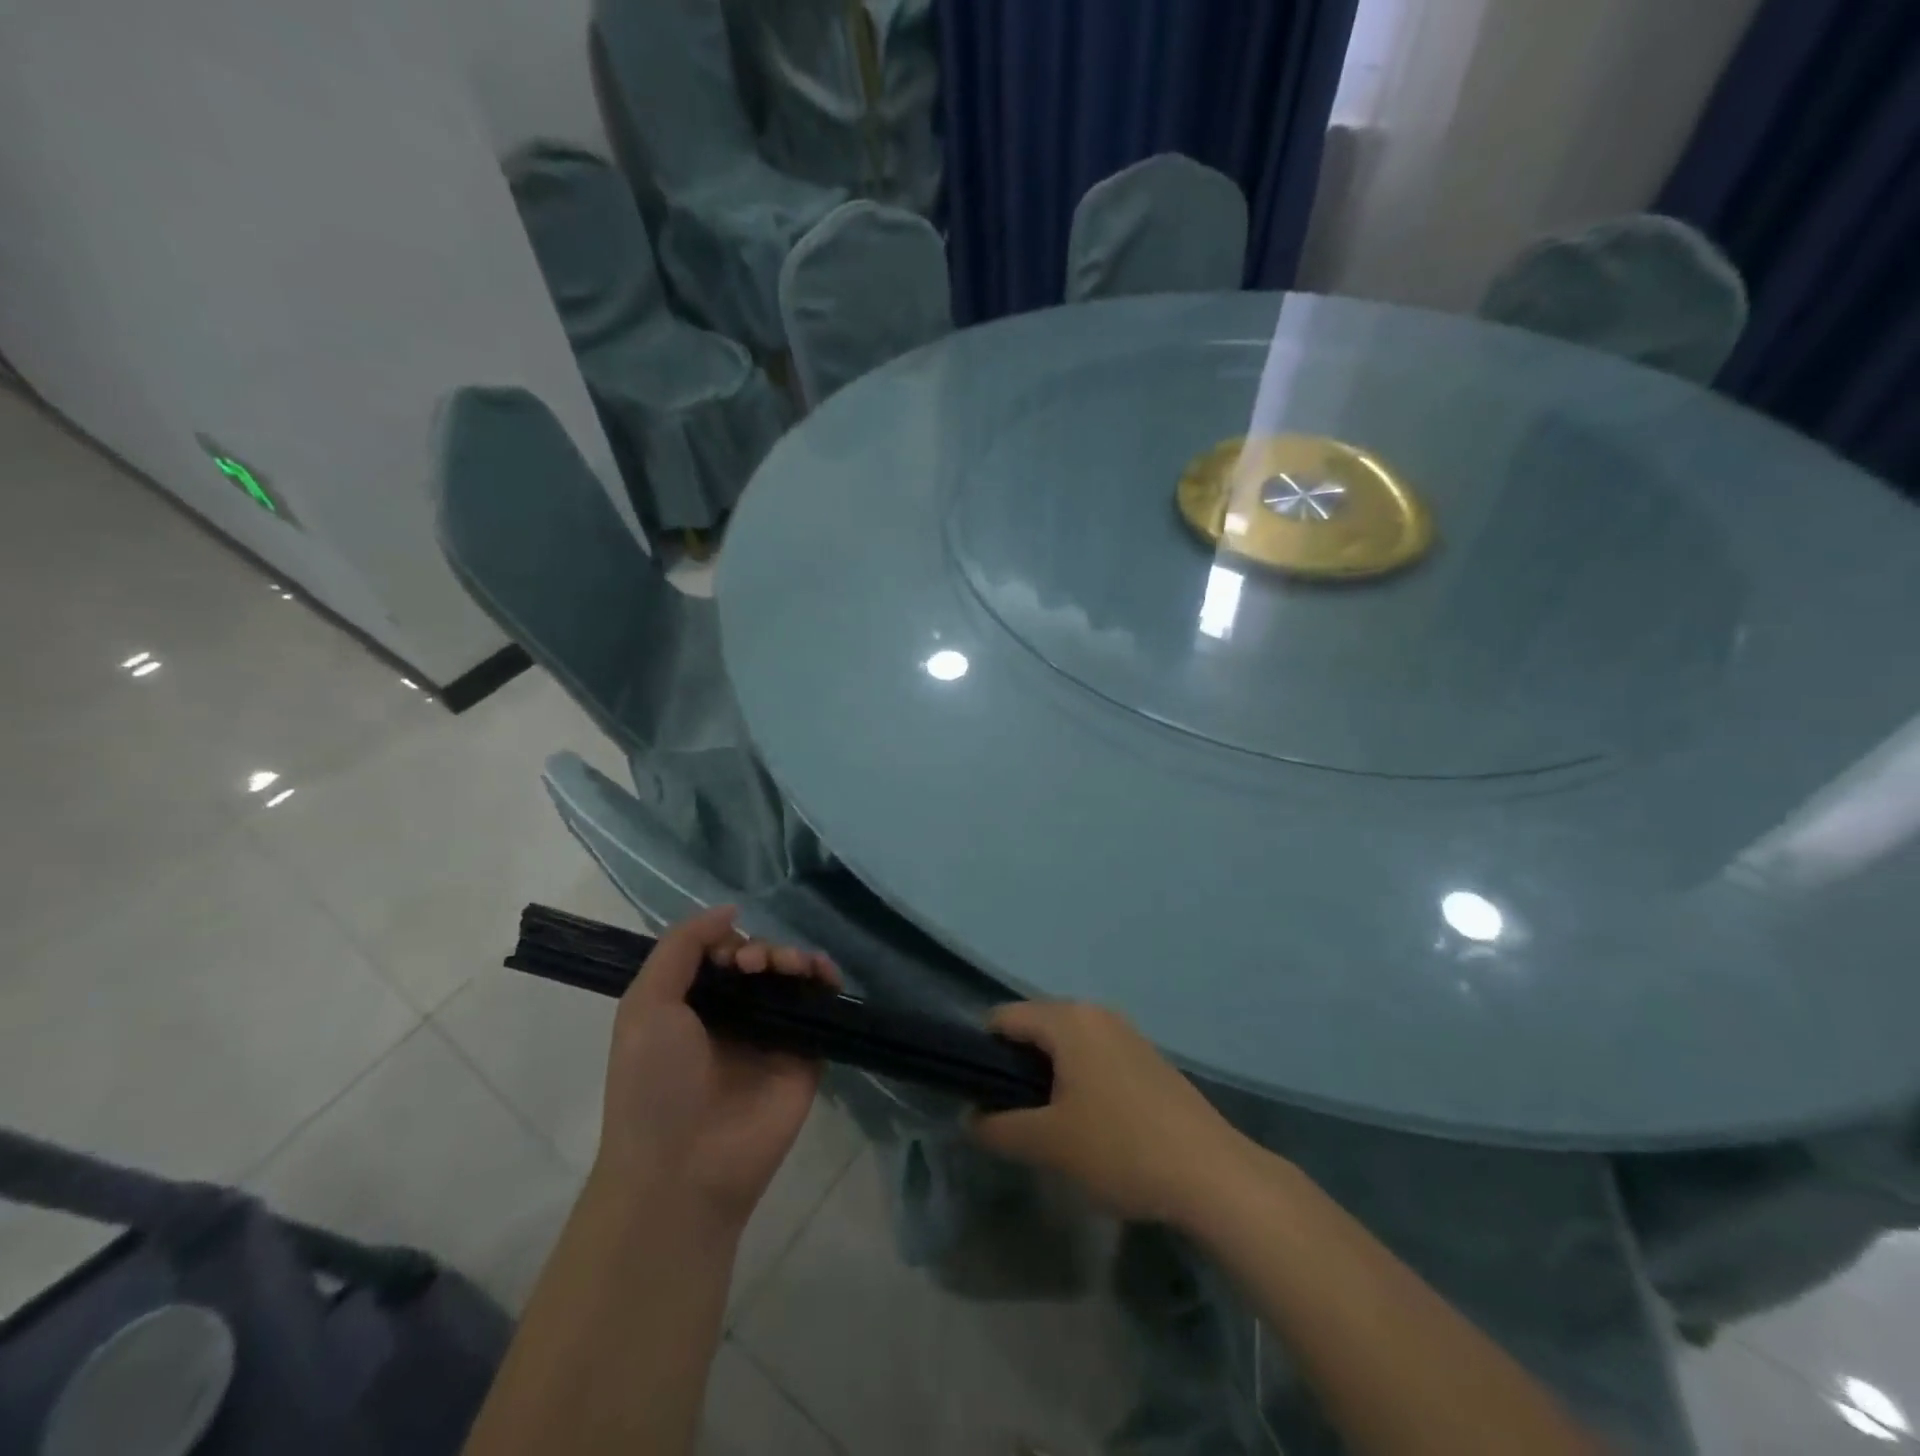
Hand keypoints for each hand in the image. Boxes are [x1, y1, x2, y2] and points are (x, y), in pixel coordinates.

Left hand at [593, 906, 840, 1229]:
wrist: (684, 1169)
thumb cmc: (653, 1084)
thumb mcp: (646, 1004)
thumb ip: (681, 946)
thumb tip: (730, 910)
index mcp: (691, 1006)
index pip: (720, 954)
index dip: (730, 942)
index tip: (732, 956)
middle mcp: (733, 1017)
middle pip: (760, 961)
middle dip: (764, 949)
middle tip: (757, 964)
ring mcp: (771, 1036)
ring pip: (792, 979)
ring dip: (794, 957)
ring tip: (790, 966)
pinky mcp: (804, 1055)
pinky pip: (820, 1008)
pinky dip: (826, 981)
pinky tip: (823, 972)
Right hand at [971, 1002, 1248, 1226]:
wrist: (1211, 1173)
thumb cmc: (1121, 1148)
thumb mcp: (1049, 1144)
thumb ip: (999, 1128)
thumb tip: (969, 1119)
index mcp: (1068, 1020)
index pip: (1004, 1017)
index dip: (982, 1052)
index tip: (979, 1093)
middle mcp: (1095, 1013)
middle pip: (1036, 1026)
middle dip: (1015, 1065)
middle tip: (1011, 1113)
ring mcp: (1125, 1032)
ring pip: (1066, 1042)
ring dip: (1047, 1074)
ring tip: (1047, 1122)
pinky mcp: (1146, 1057)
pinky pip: (1094, 1054)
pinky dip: (1078, 1077)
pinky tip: (1088, 1122)